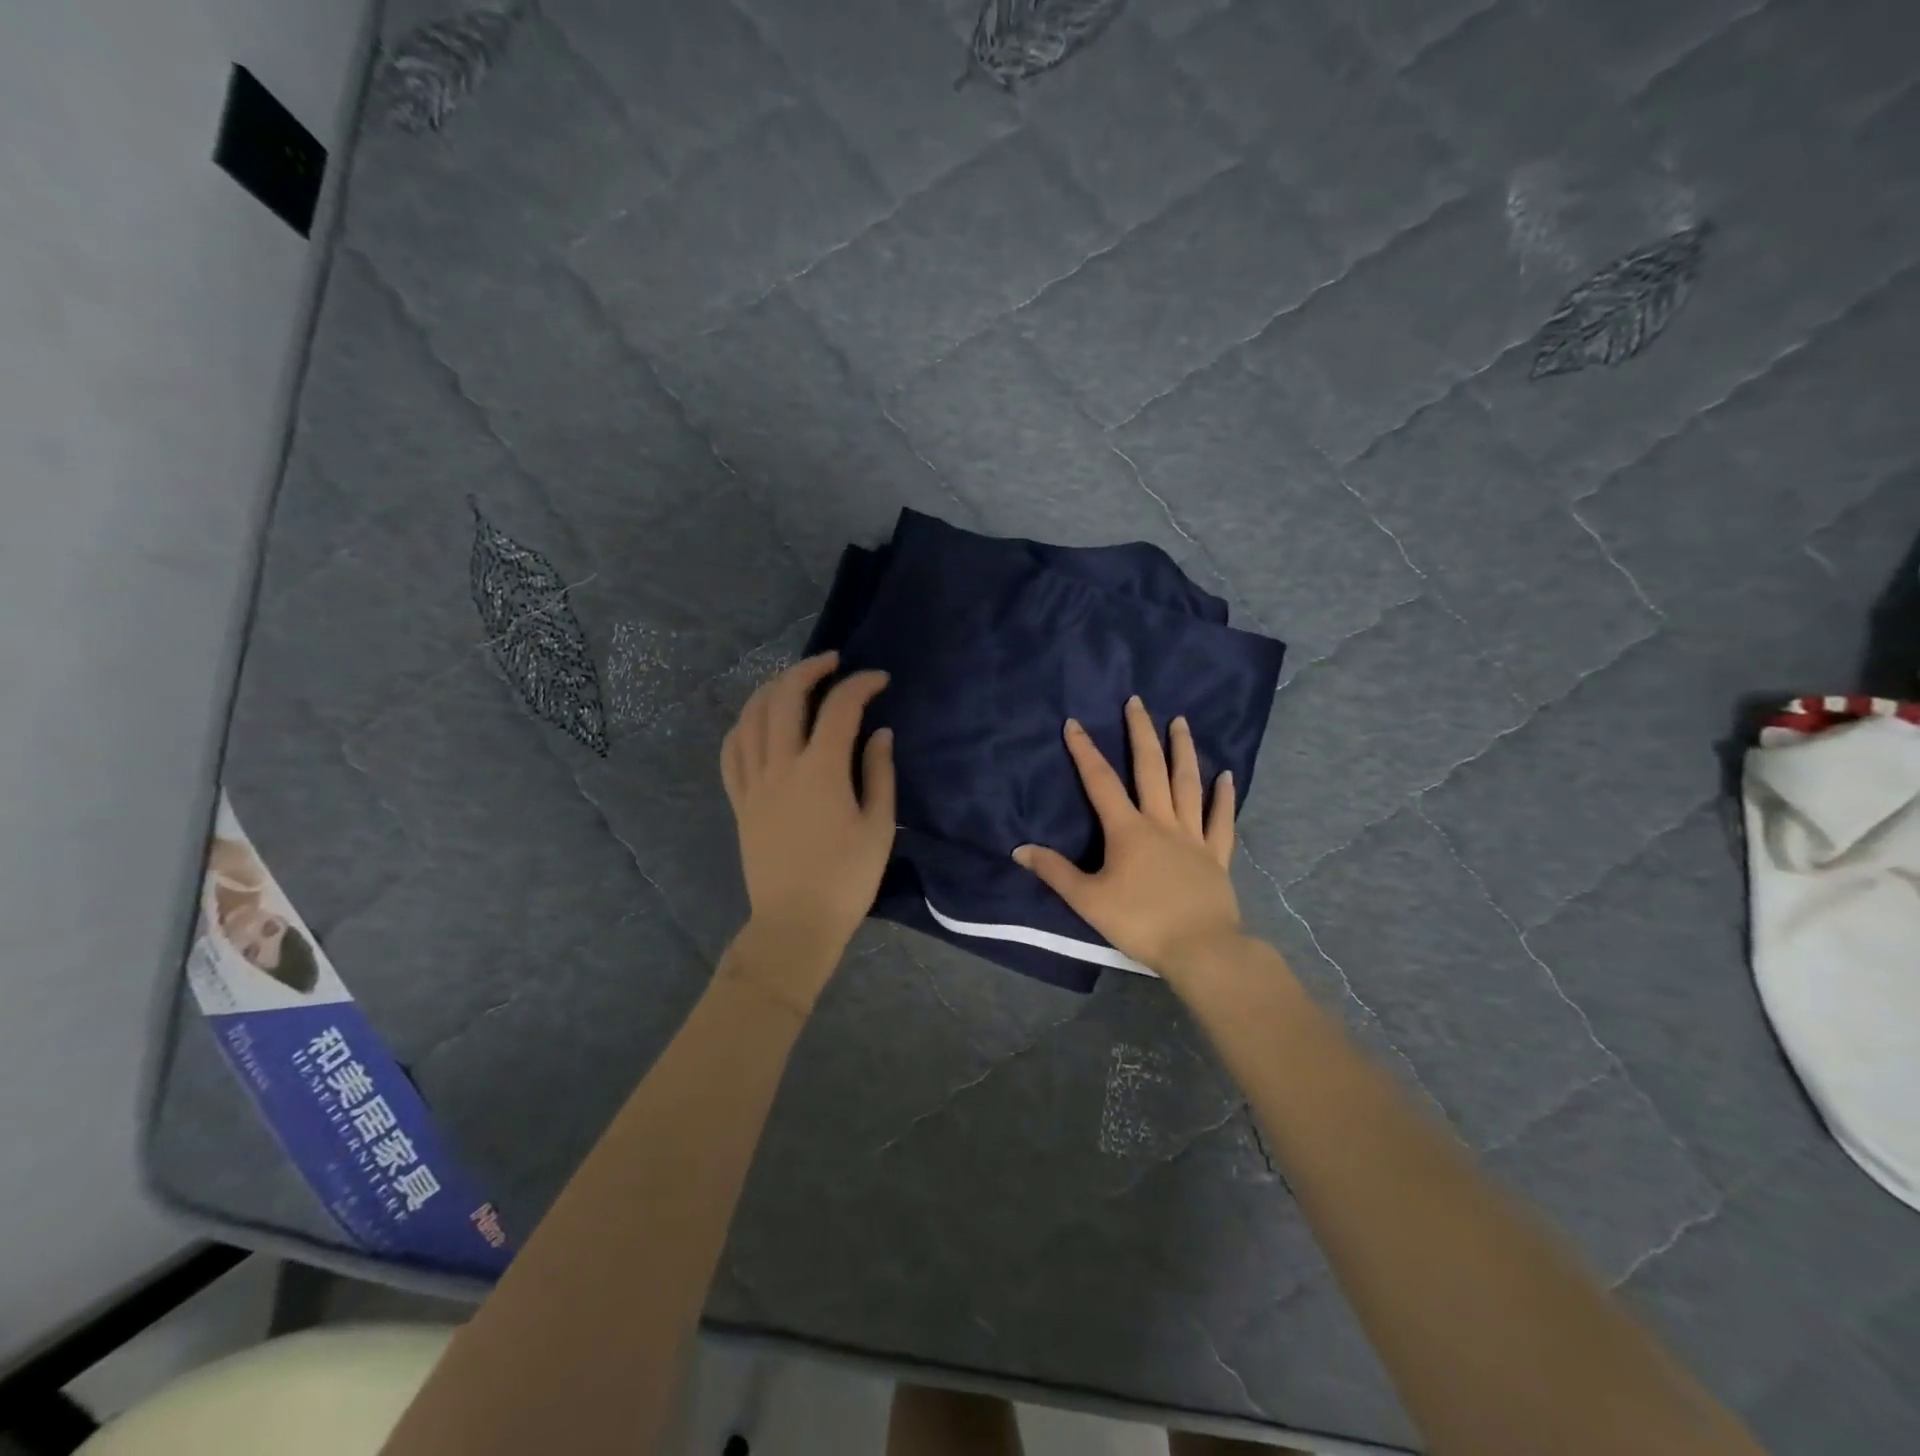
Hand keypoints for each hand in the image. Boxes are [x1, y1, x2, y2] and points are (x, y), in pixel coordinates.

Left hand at [720, 652, 894, 1000]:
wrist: (795, 923)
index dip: (861, 684)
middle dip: (808, 669)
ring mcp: (753, 782)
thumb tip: (879, 733)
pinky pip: (731, 750)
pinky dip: (743, 725)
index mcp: (820, 771)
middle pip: (784, 697)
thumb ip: (879, 773)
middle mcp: (781, 766)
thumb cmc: (846, 880)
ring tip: (793, 681)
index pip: (839, 708)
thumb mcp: (878, 827)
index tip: (880, 679)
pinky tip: (757, 721)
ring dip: (772, 688)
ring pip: (751, 717)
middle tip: (832, 663)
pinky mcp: (740, 801)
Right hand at [1013, 696, 1242, 981]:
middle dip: (1141, 733)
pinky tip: (1226, 774)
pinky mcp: (1217, 855)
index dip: (1085, 751)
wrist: (1200, 948)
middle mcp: (1161, 822)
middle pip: (1150, 769)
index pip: (1101, 782)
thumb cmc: (1140, 922)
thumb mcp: (1088, 900)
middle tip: (1137, 702)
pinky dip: (1223, 796)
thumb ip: (1055, 872)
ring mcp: (1193, 836)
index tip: (1074, 723)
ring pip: (1188, 784)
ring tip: (1180, 721)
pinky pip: (1221, 819)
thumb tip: (1019, 849)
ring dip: (1183, 750)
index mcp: (1128, 830)